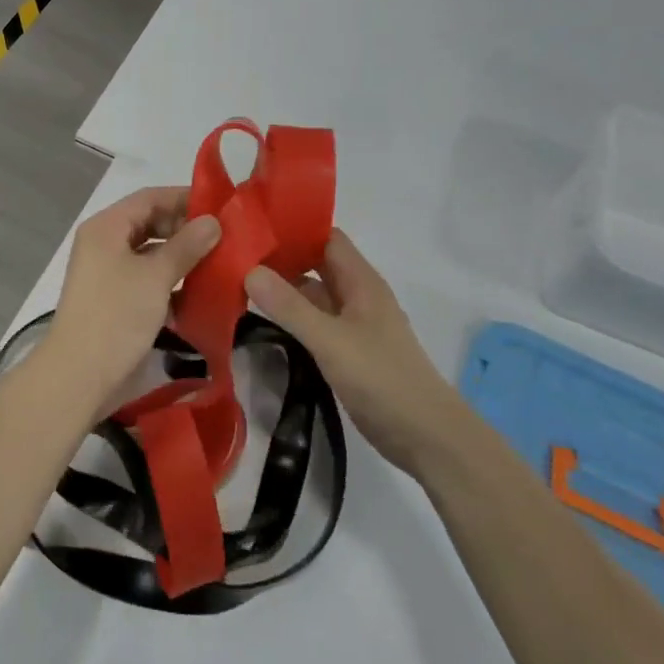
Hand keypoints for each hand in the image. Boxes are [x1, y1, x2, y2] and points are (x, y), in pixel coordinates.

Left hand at [45, 187, 219, 405]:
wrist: (79, 377)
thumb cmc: (116, 316)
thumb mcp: (155, 276)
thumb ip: (186, 245)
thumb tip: (213, 221)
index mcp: (107, 227)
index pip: (150, 198)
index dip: (185, 198)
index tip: (221, 207)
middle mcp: (105, 244)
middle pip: (151, 223)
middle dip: (186, 229)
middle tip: (225, 237)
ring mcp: (109, 273)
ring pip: (152, 254)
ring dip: (182, 257)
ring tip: (220, 262)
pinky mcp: (117, 301)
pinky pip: (148, 280)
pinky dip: (172, 282)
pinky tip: (201, 292)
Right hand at [245, 229, 462, 475]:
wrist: (427, 437)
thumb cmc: (382, 379)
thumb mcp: (330, 341)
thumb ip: (289, 307)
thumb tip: (249, 270)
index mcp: (361, 281)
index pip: (325, 237)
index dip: (294, 228)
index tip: (254, 226)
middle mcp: (358, 296)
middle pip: (317, 264)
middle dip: (281, 258)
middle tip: (236, 255)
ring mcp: (354, 325)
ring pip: (314, 296)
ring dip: (283, 289)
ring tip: (239, 283)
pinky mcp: (348, 352)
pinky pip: (315, 323)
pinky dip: (292, 318)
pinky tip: (263, 321)